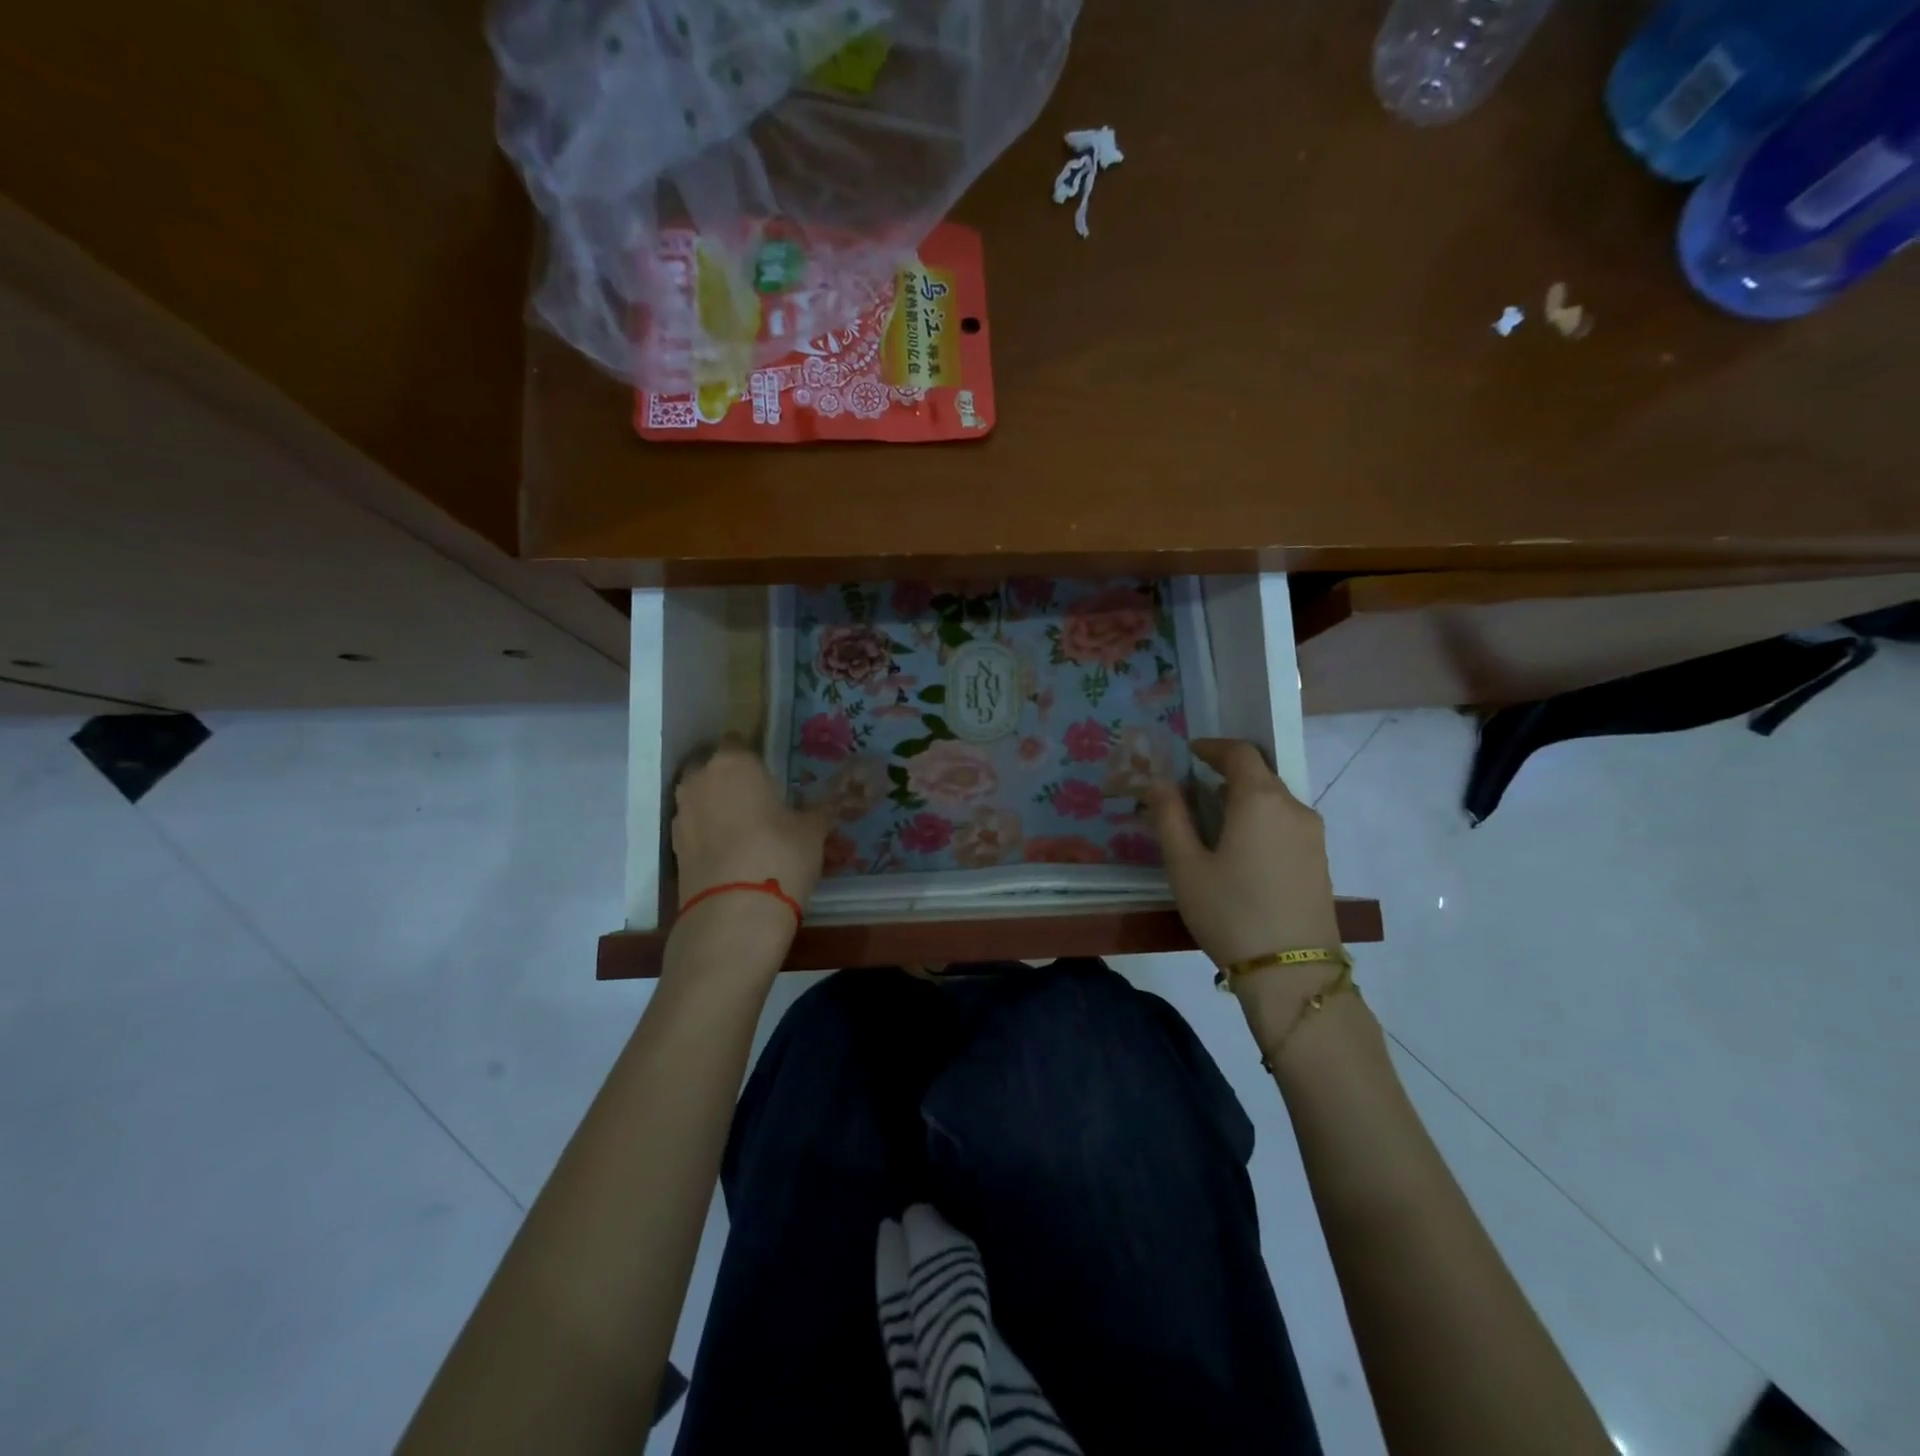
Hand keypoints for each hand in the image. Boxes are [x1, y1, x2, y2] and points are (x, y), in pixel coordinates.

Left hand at [671, 745, 827, 943]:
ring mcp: (682, 815)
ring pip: (703, 802)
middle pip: (716, 771)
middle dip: (733, 783)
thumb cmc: (780, 855)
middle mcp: (700, 780)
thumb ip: (819, 811)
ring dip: (720, 811)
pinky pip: (697, 831)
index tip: (773, 777)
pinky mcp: (673, 849)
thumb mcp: (813, 831)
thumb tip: (832, 803)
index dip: (757, 760)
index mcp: (734, 762)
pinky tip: (734, 856)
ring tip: (749, 834)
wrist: (734, 915)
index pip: (741, 743)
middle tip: (762, 805)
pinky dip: (710, 838)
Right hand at [1145, 738, 1341, 969]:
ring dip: (1244, 797)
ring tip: (1213, 819)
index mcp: (1260, 800)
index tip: (1190, 752)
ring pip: (1275, 799)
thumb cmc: (1230, 912)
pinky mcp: (1320, 861)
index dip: (1213, 747)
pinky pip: (1286, 822)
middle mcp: (1294, 808)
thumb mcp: (1186, 866)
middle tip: (1194, 787)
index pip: (1240, 753)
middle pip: (1261, 773)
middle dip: (1227, 772)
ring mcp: (1313, 836)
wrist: (1293, 973)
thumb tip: (1157, 782)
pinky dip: (1261, 818)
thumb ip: (1169, 817)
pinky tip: (1241, 847)